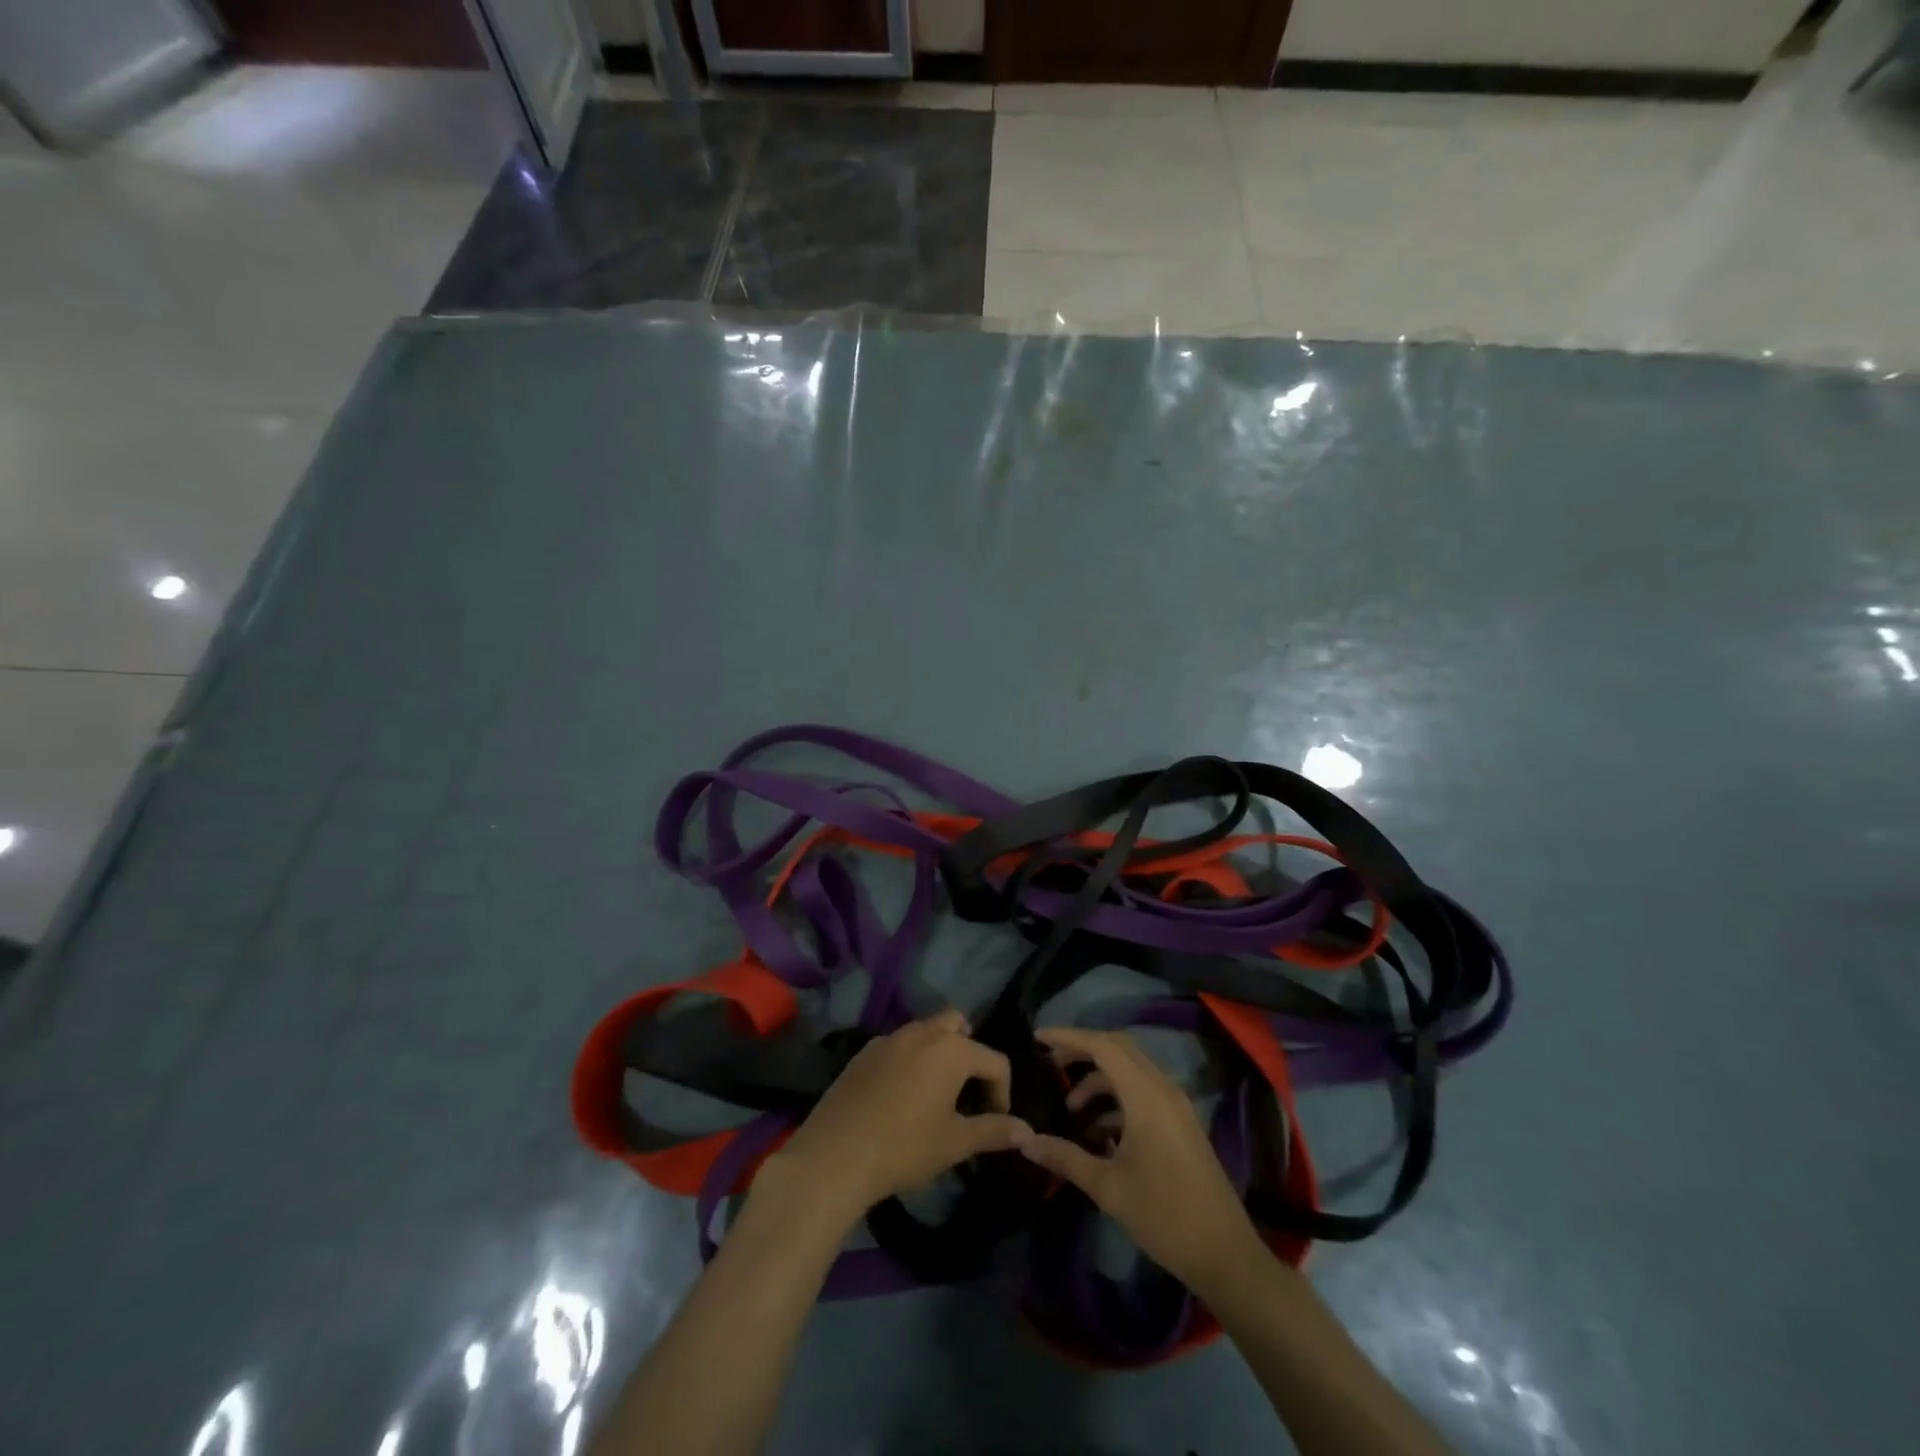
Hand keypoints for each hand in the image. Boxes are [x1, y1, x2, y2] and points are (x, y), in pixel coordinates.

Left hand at [760, 1010, 1029, 1224]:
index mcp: (952, 1049)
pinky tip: (901, 1095)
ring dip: (940, 1052)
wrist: (834, 1156)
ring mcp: (890, 1038)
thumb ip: (994, 1131)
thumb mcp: (955, 1143)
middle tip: (967, 1092)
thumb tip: (1027, 1130)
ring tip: (937, 1093)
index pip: (995, 1061)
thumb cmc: (903, 1148)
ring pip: (926, 1031)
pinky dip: (910, 1059)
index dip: (1003, 1092)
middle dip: (970, 1053)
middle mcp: (923, 1032)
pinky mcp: (864, 1051)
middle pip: (958, 1025)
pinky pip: (899, 1044)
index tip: (996, 1122)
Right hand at [1010, 1027, 1262, 1292]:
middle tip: (1051, 1064)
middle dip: (1082, 1051)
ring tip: (1071, 1111)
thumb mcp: (1107, 1187)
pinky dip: (1118, 1098)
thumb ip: (1065, 1157)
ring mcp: (1176, 1105)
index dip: (1068, 1037)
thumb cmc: (1164, 1216)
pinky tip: (1100, 1133)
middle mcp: (1163, 1089)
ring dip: (1100, 1080)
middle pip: (1118, 1049)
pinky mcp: (1181, 1123)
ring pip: (1131, 1071)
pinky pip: (1144, 1091)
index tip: (1038, 1038)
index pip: (1102, 1046)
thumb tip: (1024, 1140)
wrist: (1225, 1255)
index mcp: (1146, 1095)